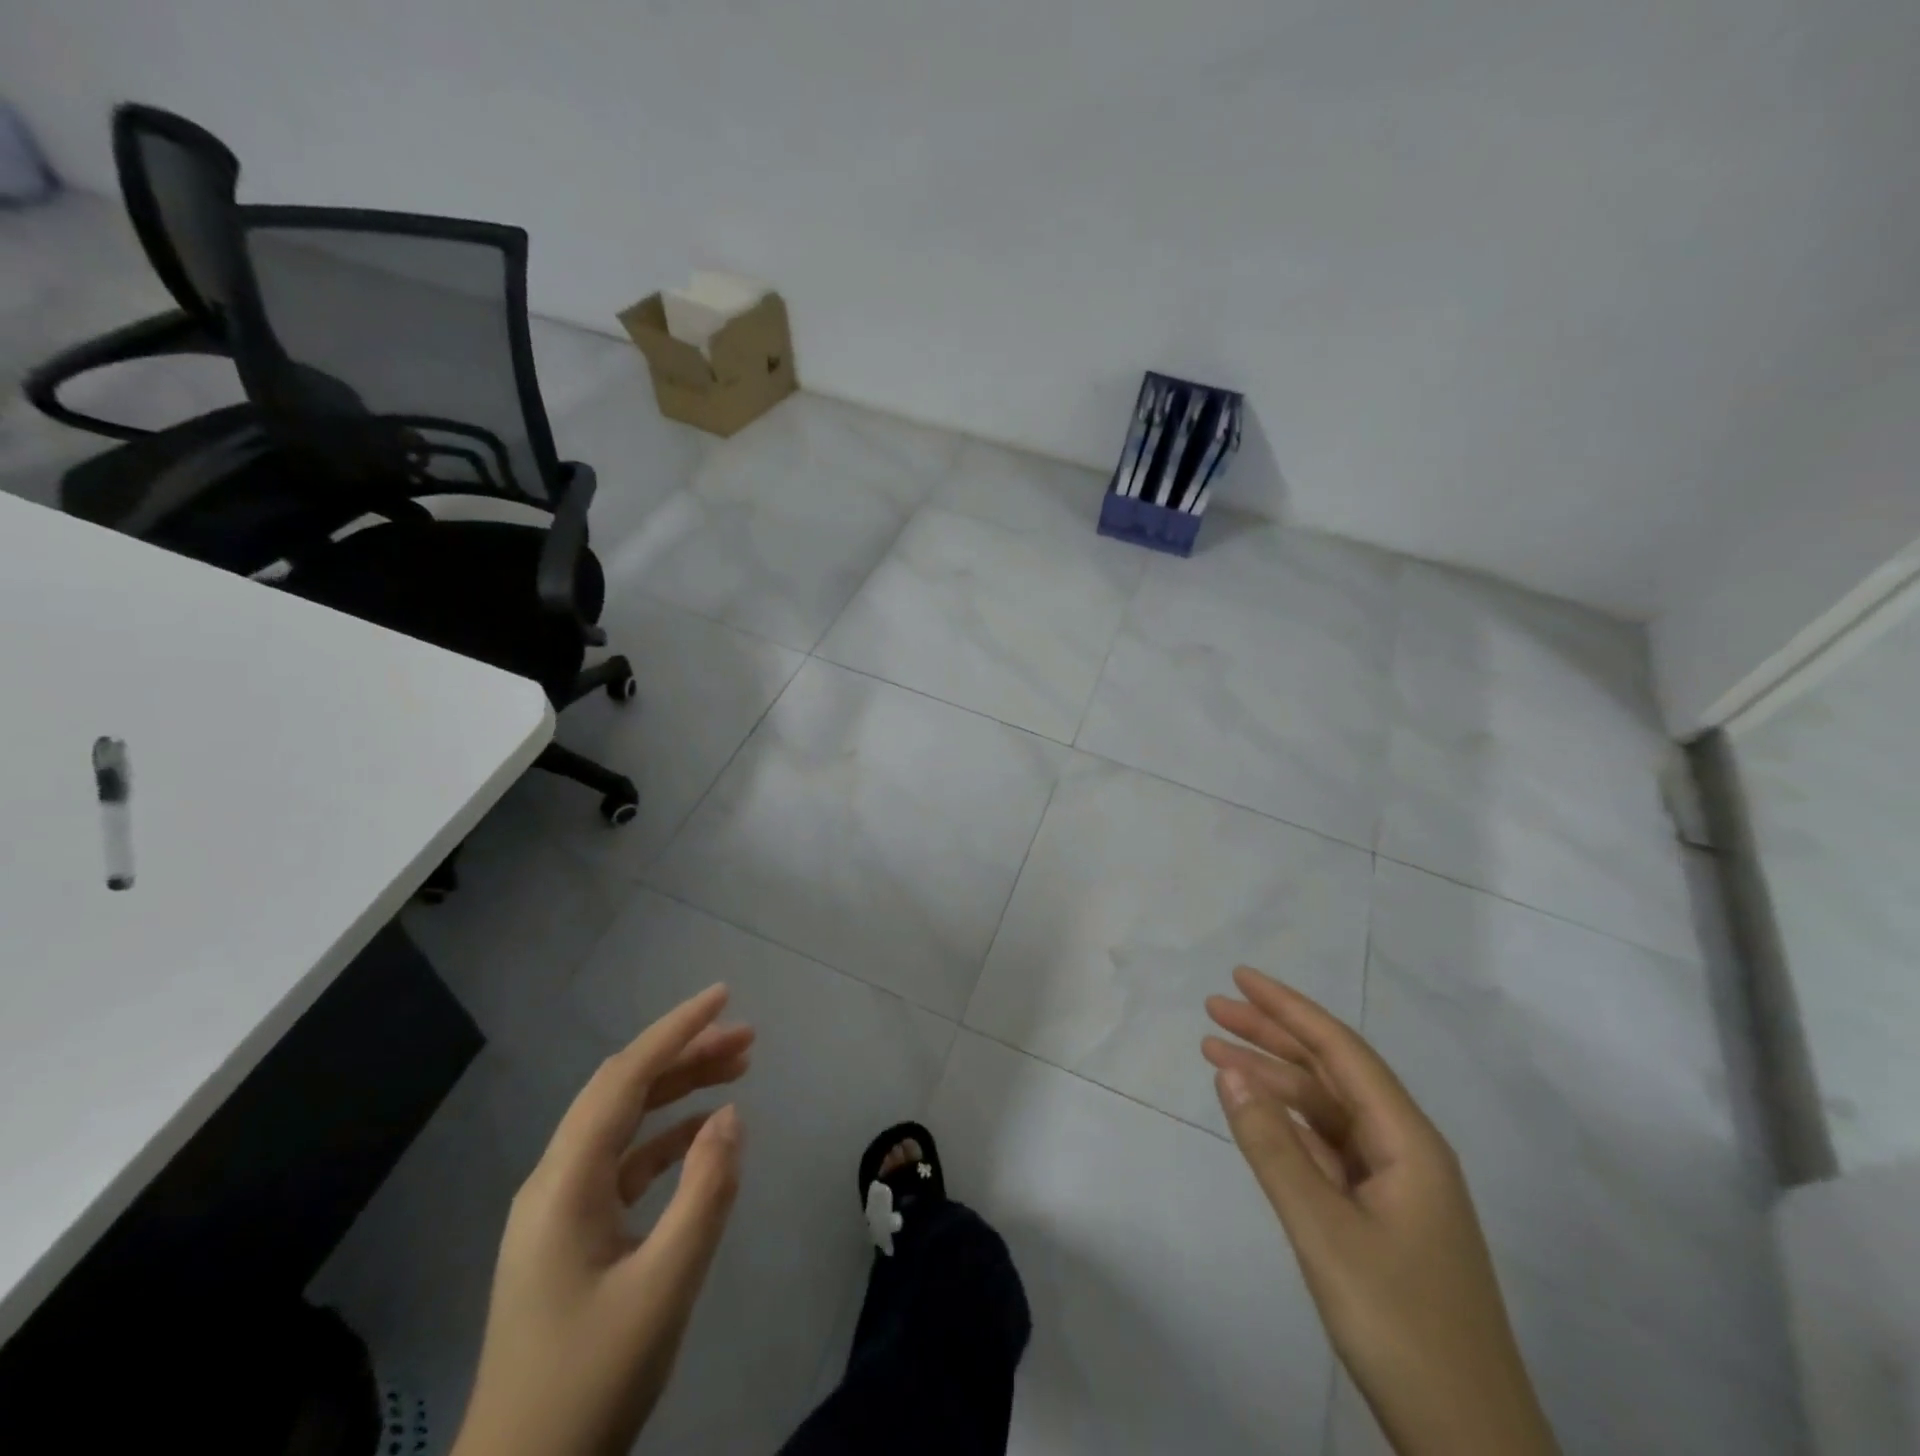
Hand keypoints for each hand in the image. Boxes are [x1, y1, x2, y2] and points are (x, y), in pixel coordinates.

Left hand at [452, 984, 750, 1455]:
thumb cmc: (590, 1382)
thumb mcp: (664, 1287)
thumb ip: (704, 1193)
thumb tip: (731, 1117)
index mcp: (564, 1184)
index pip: (625, 1078)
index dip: (676, 1031)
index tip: (724, 997)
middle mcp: (555, 1181)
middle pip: (624, 1091)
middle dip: (685, 1054)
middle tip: (748, 1037)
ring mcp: (561, 1208)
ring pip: (625, 1122)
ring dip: (680, 1090)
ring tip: (739, 1069)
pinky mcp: (573, 1234)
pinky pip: (625, 1162)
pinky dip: (668, 1137)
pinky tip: (706, 1133)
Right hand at [1203, 967, 1558, 1455]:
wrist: (1470, 1445)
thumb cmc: (1401, 1327)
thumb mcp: (1324, 1231)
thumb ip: (1273, 1147)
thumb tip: (1230, 1072)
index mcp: (1408, 1141)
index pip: (1340, 1051)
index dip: (1288, 1008)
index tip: (1239, 978)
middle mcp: (1405, 1150)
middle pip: (1331, 1073)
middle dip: (1272, 1036)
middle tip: (1213, 1011)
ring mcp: (1396, 1186)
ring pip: (1326, 1111)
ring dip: (1274, 1080)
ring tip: (1216, 1055)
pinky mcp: (1382, 1218)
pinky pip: (1327, 1148)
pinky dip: (1288, 1124)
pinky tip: (1257, 1115)